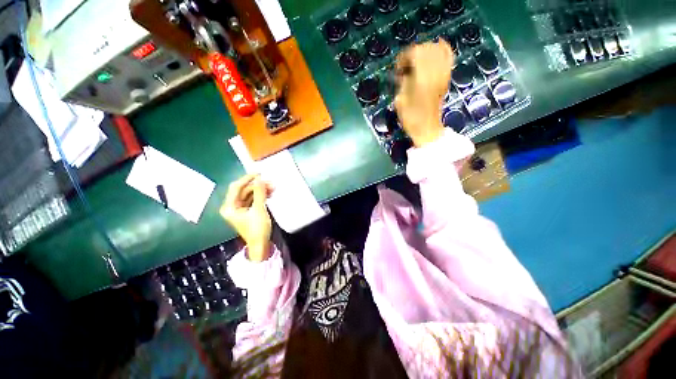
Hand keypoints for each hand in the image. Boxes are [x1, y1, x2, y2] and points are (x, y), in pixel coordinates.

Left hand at [220, 174, 273, 261]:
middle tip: (270, 182)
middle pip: (244, 190)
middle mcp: (232, 206)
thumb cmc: (257, 229)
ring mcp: (240, 209)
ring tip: (273, 187)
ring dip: (261, 190)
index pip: (236, 187)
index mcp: (229, 207)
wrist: (260, 245)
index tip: (259, 173)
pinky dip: (261, 196)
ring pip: (249, 194)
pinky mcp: (247, 211)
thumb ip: (259, 193)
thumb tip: (260, 179)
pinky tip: (269, 193)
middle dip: (257, 185)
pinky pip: (253, 200)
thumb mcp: (259, 210)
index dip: (247, 179)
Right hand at [394, 40, 453, 146]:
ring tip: (417, 59)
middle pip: (426, 48)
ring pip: (437, 50)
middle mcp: (434, 73)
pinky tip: (439, 44)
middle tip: (405, 65)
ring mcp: (443, 74)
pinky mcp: (446, 78)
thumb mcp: (400, 100)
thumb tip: (404, 72)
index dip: (404, 56)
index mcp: (421, 78)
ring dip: (426, 50)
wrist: (427, 128)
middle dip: (414, 52)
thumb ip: (403, 81)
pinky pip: (448, 57)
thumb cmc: (411, 118)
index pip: (415, 53)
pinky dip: (444, 49)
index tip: (397, 67)